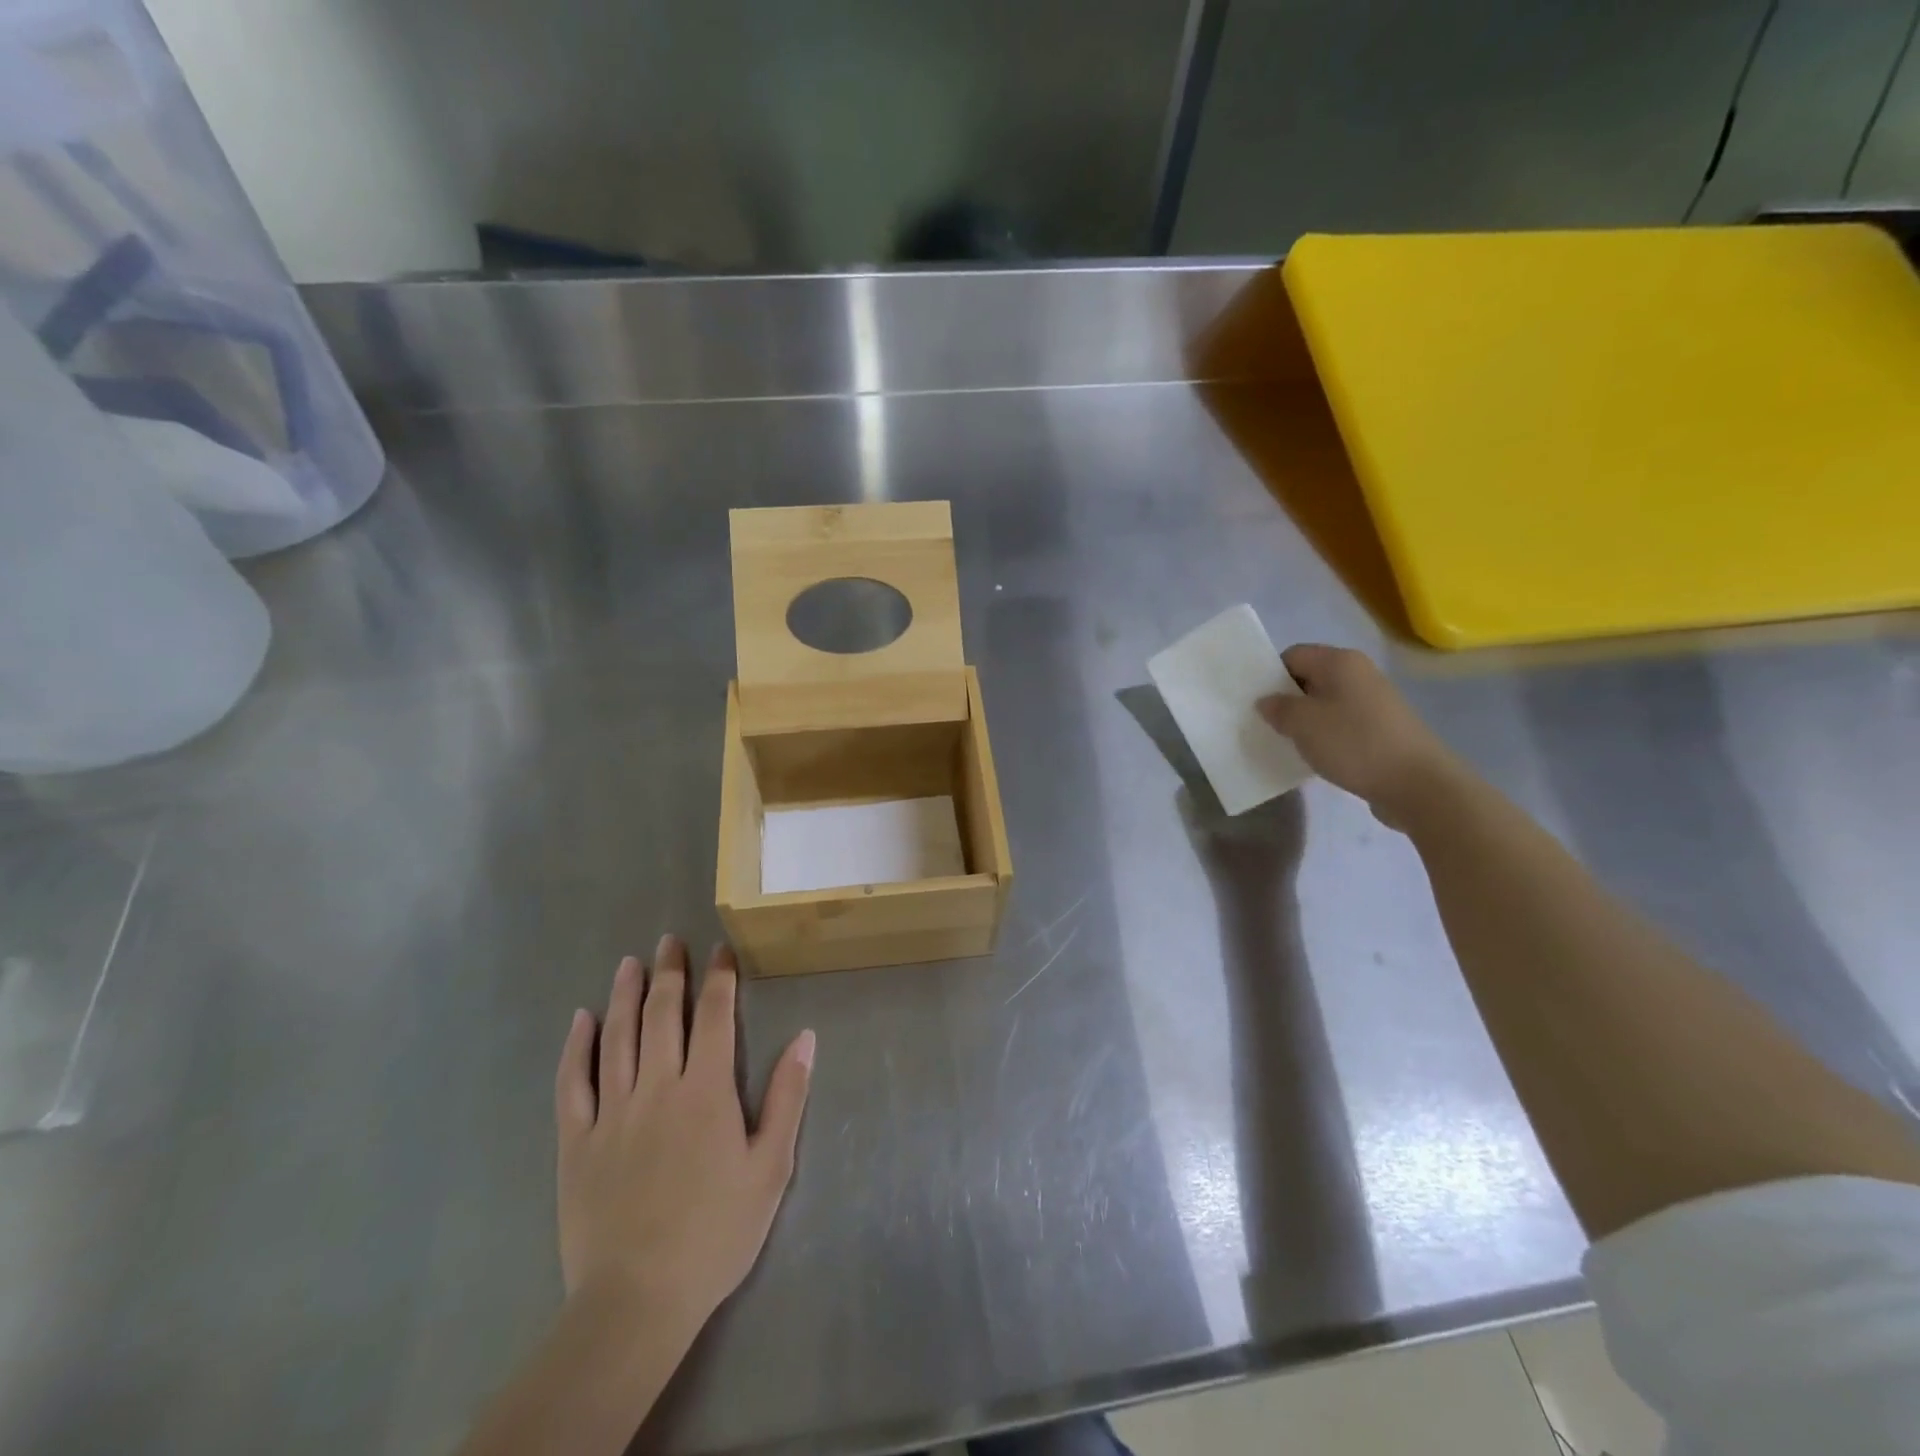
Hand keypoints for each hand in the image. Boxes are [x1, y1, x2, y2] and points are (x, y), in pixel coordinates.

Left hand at [554, 937, 814, 1336]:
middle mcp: (657, 1087)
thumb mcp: (771, 1167)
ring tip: (629, 963)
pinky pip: (572, 1083)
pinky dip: (576, 1047)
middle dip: (669, 973)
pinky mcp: (576, 1142)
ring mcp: (611, 1112)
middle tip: (670, 941)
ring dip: (624, 995)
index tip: (721, 950)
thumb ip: (787, 1096)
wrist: (637, 1300)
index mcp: (706, 1090)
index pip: (714, 1016)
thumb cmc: (716, 1232)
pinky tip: (580, 1019)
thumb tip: (805, 1037)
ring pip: (616, 1037)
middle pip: (661, 1015)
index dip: (718, 978)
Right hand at [1256, 644, 1455, 827]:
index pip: (1292, 655)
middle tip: (1266, 725)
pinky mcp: (1382, 728)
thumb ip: (1278, 708)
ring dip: (1305, 721)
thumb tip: (1267, 701)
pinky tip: (1317, 756)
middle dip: (1286, 699)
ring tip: (1288, 743)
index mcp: (1340, 662)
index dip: (1270, 675)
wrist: (1417, 784)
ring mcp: (1374, 701)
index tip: (1256, 703)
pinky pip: (1342, 723)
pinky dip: (1325, 735)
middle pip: (1309, 677)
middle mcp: (1359, 673)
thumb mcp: (1303, 724)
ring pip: (1325, 702)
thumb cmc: (1354, 743)